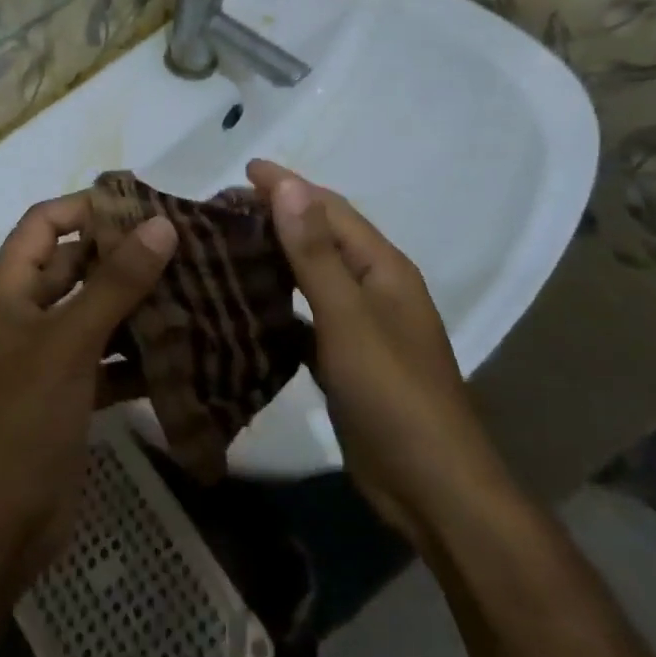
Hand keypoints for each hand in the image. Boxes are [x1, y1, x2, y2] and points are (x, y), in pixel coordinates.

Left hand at [0, 193, 176, 590]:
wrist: (1, 526)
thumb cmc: (25, 418)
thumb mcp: (70, 342)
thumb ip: (116, 283)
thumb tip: (162, 224)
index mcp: (10, 289)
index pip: (44, 222)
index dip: (86, 207)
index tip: (142, 206)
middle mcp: (27, 313)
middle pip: (76, 265)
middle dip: (123, 256)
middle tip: (184, 246)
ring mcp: (49, 356)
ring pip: (97, 313)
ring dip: (138, 305)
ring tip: (194, 290)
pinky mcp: (71, 394)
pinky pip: (109, 359)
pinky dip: (138, 355)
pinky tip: (183, 352)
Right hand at [245, 160, 508, 545]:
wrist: (432, 488)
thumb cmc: (393, 394)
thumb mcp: (348, 318)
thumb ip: (315, 253)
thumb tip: (289, 187)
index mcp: (382, 268)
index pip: (330, 209)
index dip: (289, 185)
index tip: (244, 168)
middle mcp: (374, 289)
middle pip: (321, 237)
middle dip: (279, 215)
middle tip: (224, 207)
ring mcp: (361, 327)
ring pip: (312, 277)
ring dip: (276, 257)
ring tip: (228, 245)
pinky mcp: (346, 361)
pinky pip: (306, 318)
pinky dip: (279, 304)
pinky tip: (247, 305)